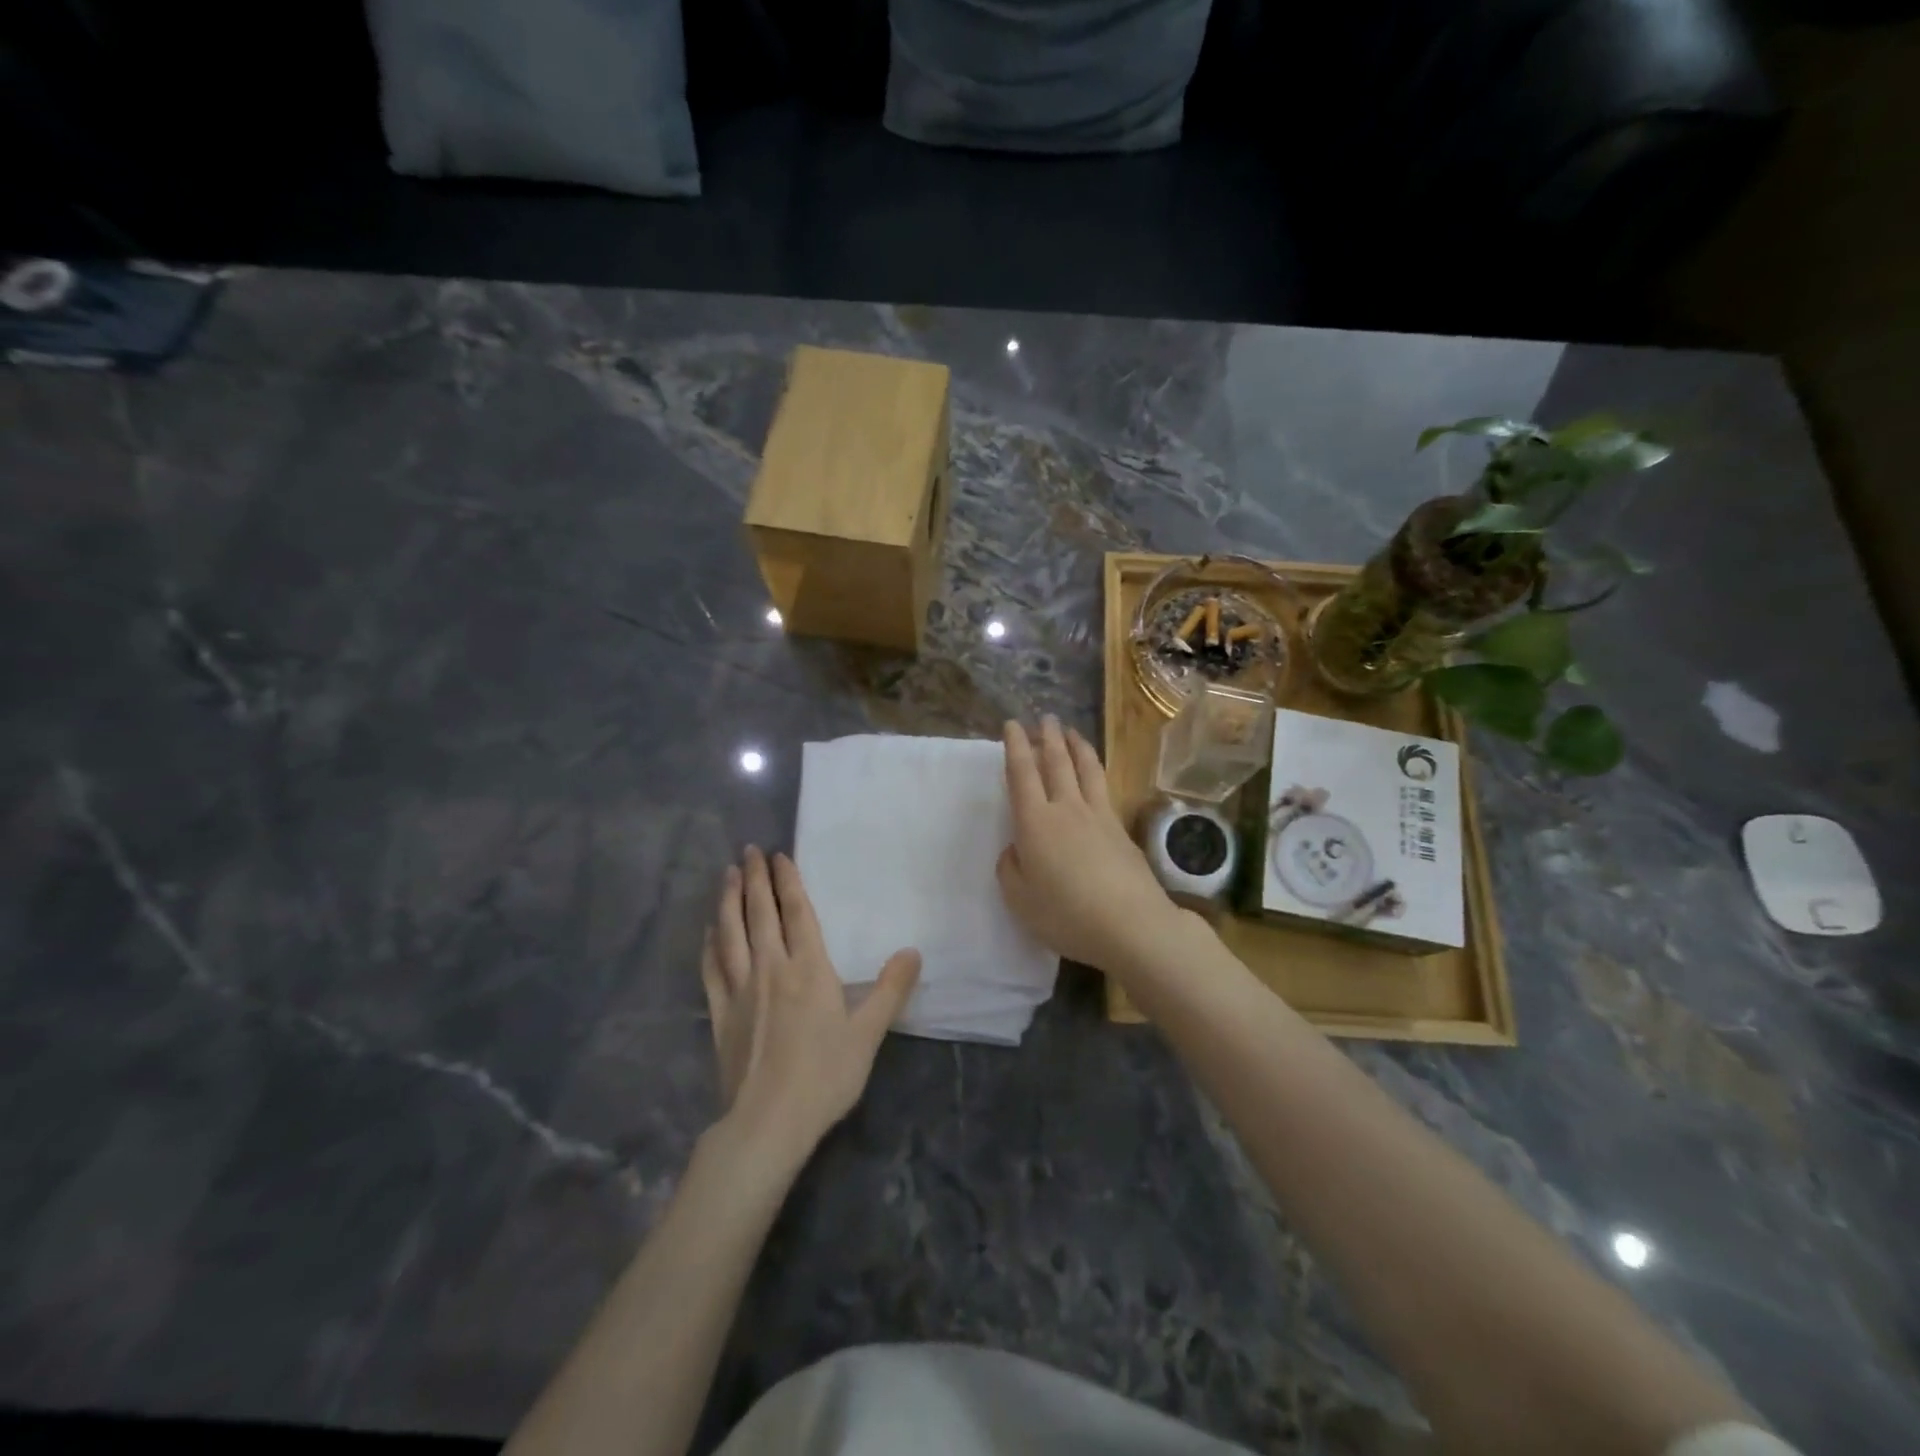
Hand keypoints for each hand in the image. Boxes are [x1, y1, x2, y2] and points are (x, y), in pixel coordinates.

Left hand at [701, 847, 920, 1158]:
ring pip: (730, 934)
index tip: (778, 855)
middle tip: (748, 851)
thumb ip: (890, 990)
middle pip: (760, 914)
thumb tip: (913, 951)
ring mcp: (741, 990)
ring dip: (728, 901)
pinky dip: (710, 945)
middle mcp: (771, 968)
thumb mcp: (868, 1033)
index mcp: (809, 969)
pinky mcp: (721, 1014)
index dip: (788, 882)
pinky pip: (712, 969)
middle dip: (754, 879)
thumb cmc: (825, 1075)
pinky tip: (709, 932)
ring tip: (726, 875)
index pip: (797, 913)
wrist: (768, 1122)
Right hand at [997, 717, 1204, 976]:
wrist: (1131, 924)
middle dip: (1048, 737)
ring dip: (1076, 745)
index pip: (1022, 774)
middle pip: (1056, 762)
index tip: (1012, 725)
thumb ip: (1011, 869)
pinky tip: (1095, 773)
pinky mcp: (1121, 829)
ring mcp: (1098, 816)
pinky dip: (1095, 769)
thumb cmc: (1066, 914)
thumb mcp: (1020, 900)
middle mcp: (1066, 808)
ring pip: (1085, 769)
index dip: (1015, 747)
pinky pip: (1103, 786)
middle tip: (1044, 718)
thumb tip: (1017, 849)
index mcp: (1035, 822)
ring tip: (1071, 731)